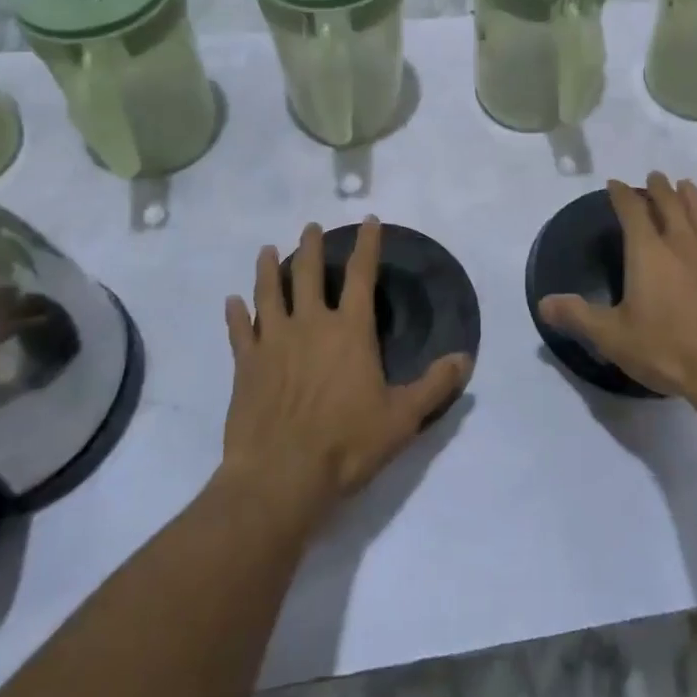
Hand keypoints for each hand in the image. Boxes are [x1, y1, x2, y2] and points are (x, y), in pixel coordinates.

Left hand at [221, 219, 471, 525]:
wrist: (281, 476)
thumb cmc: (347, 444)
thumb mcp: (403, 418)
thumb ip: (435, 385)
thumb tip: (466, 357)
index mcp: (350, 331)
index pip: (362, 275)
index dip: (368, 245)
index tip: (369, 221)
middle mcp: (311, 324)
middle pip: (309, 274)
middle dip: (312, 246)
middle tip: (311, 227)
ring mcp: (273, 342)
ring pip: (269, 293)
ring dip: (269, 269)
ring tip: (268, 250)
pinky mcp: (246, 365)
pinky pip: (239, 331)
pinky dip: (235, 314)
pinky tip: (231, 302)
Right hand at [540, 174, 696, 404]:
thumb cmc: (668, 350)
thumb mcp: (612, 337)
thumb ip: (578, 316)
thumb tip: (543, 303)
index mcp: (648, 253)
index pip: (631, 212)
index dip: (622, 195)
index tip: (615, 184)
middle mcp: (683, 245)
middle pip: (671, 205)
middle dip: (660, 189)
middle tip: (656, 176)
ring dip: (694, 199)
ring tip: (687, 185)